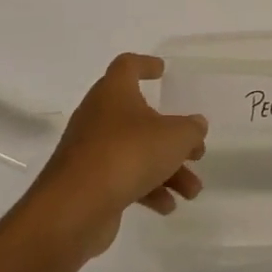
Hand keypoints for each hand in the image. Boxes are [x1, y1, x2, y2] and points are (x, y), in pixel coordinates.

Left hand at [25, 53, 206, 258]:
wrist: (75, 207)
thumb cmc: (128, 154)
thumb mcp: (173, 137)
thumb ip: (191, 129)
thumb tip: (196, 125)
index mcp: (114, 92)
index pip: (127, 66)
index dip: (145, 64)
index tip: (162, 71)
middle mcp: (99, 116)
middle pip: (139, 117)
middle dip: (170, 136)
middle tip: (195, 151)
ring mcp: (91, 150)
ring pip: (135, 152)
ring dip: (167, 170)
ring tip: (192, 191)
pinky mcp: (88, 182)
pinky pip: (123, 178)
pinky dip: (147, 189)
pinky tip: (167, 206)